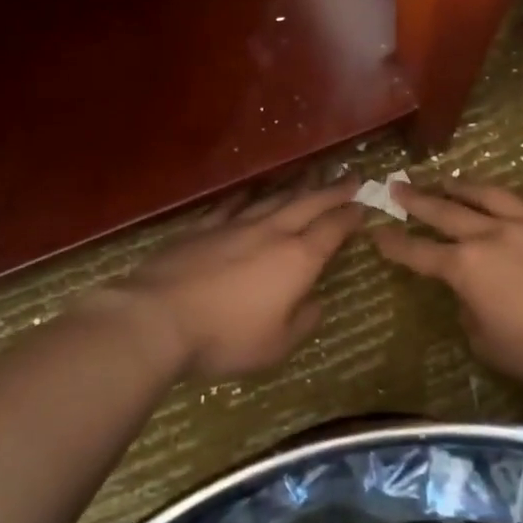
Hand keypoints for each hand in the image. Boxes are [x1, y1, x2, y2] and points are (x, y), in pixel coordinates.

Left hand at [106, 182, 364, 381]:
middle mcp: (270, 232)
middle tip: (352, 177)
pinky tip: (253, 190)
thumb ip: (302, 322)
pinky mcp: (202, 227)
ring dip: (296, 187)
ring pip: (273, 198)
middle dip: (333, 190)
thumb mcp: (276, 346)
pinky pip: (232, 204)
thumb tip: (315, 303)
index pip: (333, 229)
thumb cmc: (225, 337)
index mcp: (297, 259)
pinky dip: (248, 195)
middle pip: (308, 203)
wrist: (158, 317)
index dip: (351, 216)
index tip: (365, 205)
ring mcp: (234, 225)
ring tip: (311, 176)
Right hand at [372, 182, 522, 390]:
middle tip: (396, 186)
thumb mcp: (492, 346)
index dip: (394, 244)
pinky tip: (503, 193)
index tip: (377, 233)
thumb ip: (471, 316)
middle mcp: (491, 234)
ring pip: (485, 194)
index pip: (419, 253)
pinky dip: (506, 195)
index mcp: (467, 268)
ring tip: (445, 179)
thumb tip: (472, 297)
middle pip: (444, 211)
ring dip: (459, 186)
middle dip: (416, 200)